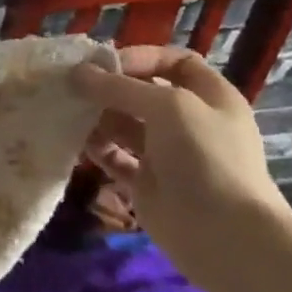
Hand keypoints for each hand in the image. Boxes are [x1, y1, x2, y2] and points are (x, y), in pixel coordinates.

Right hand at [68, 46, 291, 290]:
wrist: (225, 235)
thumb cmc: (206, 157)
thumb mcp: (168, 107)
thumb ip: (119, 87)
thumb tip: (77, 73)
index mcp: (209, 97)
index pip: (175, 61)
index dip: (141, 57)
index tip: (104, 63)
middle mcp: (188, 122)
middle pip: (142, 93)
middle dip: (108, 87)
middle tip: (70, 87)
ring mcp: (167, 153)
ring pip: (124, 124)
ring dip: (96, 117)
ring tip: (67, 113)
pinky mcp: (146, 182)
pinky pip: (115, 157)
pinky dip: (96, 148)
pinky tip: (75, 143)